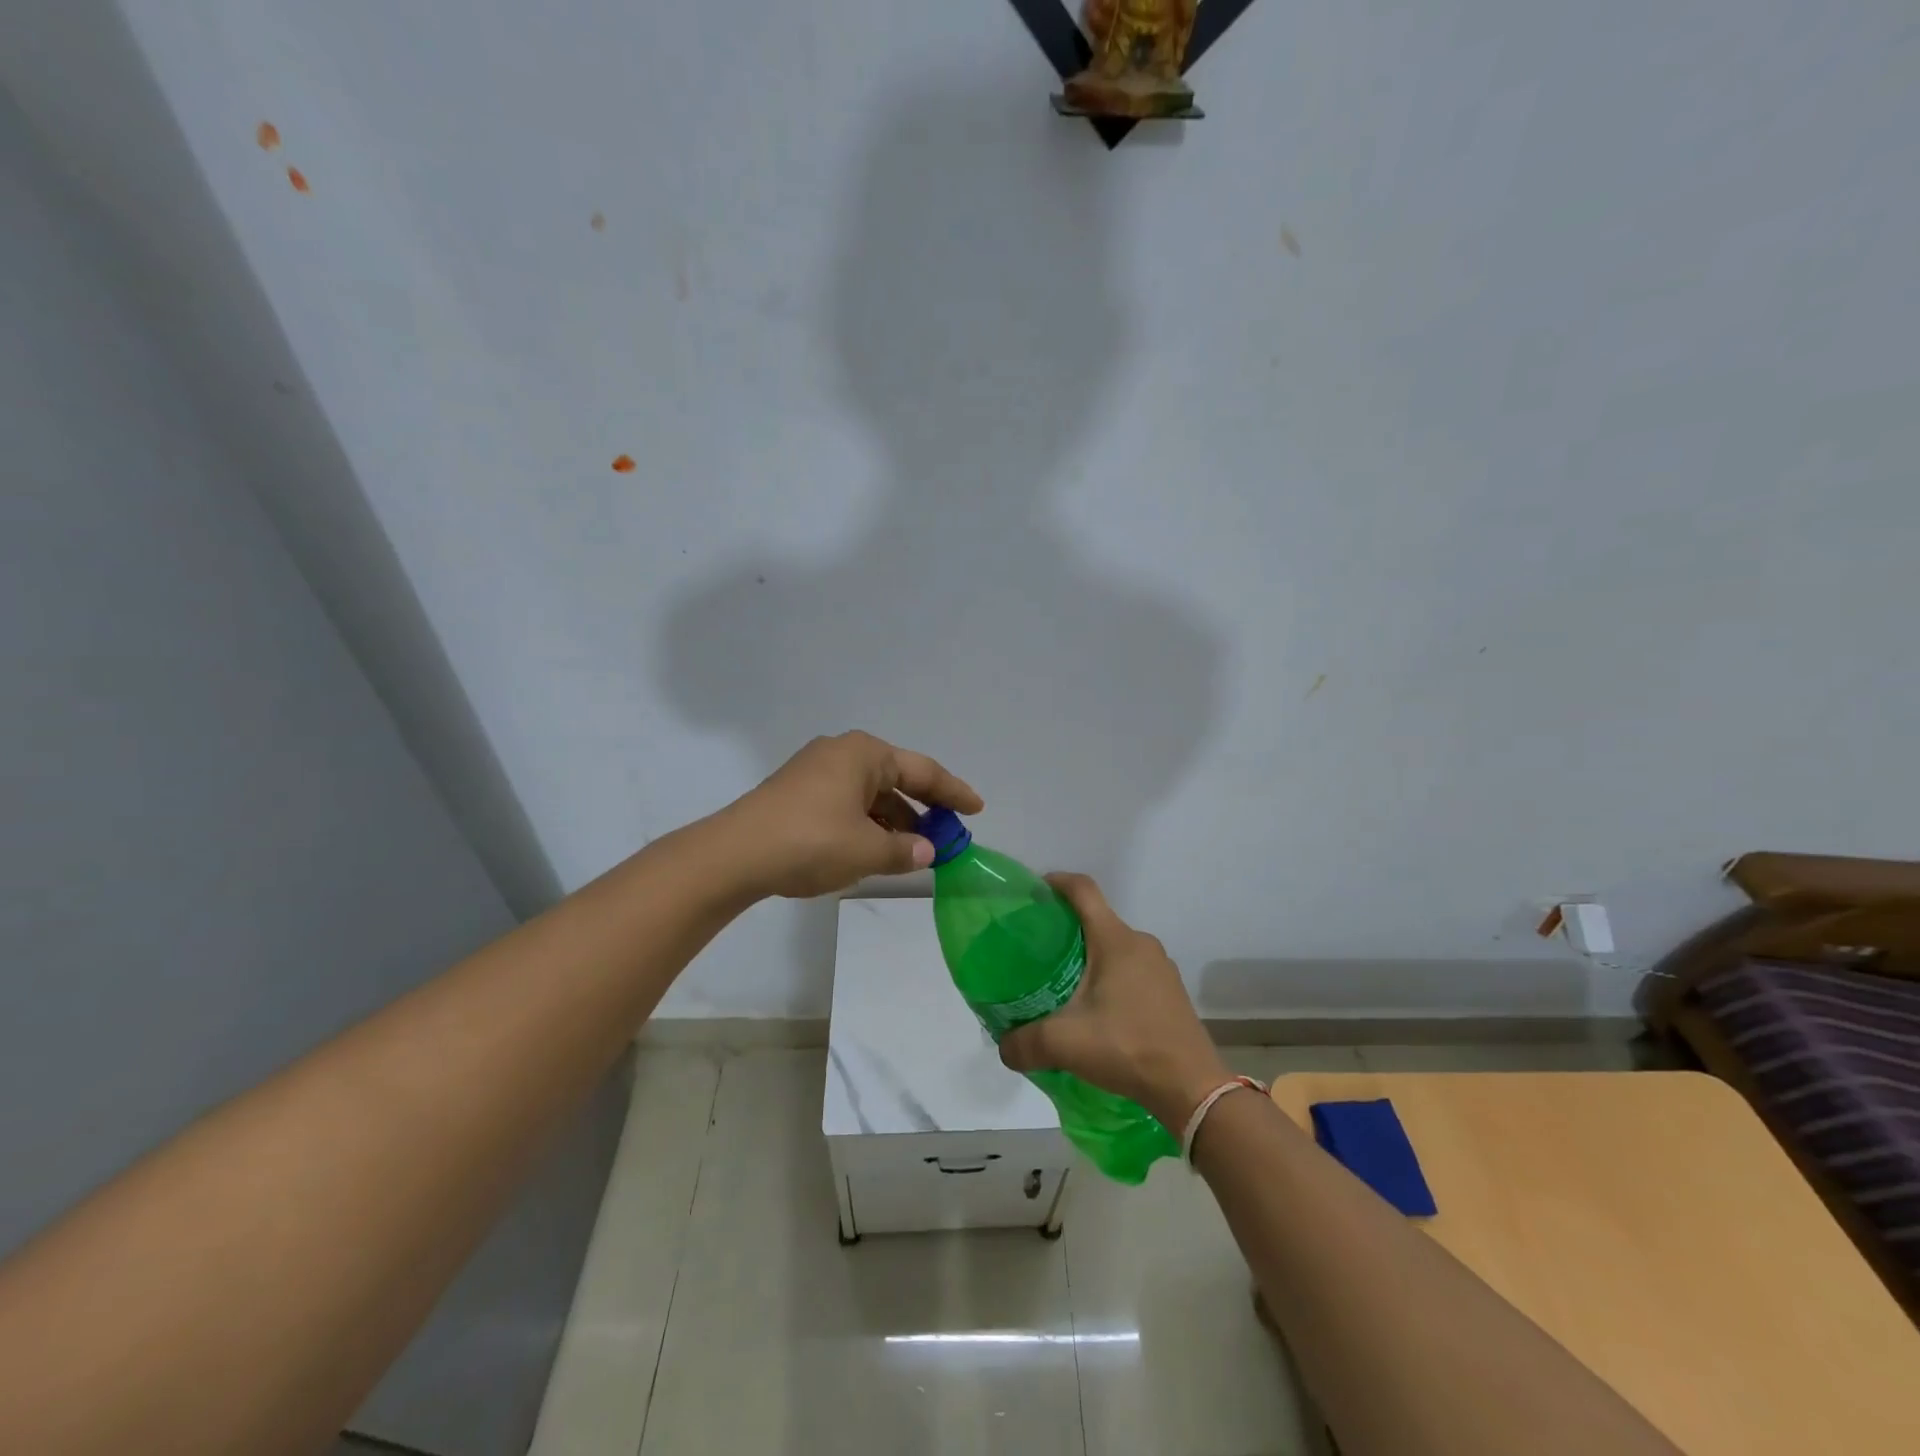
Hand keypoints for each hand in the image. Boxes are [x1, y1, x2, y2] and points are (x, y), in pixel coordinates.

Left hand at [719, 731, 982, 898]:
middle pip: (896, 779)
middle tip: (947, 835)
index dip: (954, 792)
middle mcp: (842, 753)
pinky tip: (874, 850)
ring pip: (870, 795)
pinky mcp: (797, 793)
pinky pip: (847, 804)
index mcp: (865, 754)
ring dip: (893, 821)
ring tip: (913, 852)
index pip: (923, 771)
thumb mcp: (867, 851)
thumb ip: (905, 850)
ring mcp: (815, 771)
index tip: (976, 809)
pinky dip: (866, 824)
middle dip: (922, 809)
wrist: (734, 855)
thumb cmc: (812, 842)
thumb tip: (926, 851)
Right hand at [997, 873, 1229, 1130]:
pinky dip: (1109, 978)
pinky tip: (1096, 1011)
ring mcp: (1161, 968)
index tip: (1032, 891)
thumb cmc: (1128, 1047)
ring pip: (1115, 948)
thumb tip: (1003, 1046)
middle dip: (1065, 929)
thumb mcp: (1065, 1044)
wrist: (1192, 1088)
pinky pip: (1132, 970)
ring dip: (1088, 958)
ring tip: (1062, 984)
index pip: (1083, 890)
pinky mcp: (1170, 992)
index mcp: (1115, 940)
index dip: (1056, 882)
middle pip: (1097, 920)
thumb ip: (1024, 1043)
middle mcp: (1141, 943)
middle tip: (1036, 951)